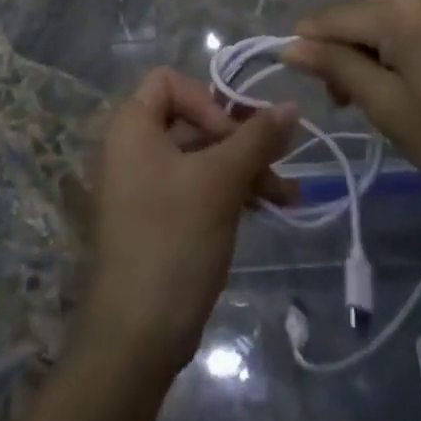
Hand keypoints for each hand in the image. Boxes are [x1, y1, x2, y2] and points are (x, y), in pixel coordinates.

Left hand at [81, 68, 296, 381]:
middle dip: (239, 140)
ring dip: (242, 168)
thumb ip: (256, 138)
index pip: (170, 81)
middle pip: (191, 119)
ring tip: (287, 196)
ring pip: (198, 157)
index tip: (236, 138)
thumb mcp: (220, 182)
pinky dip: (227, 191)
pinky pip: (193, 186)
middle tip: (280, 164)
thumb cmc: (173, 240)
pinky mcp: (154, 218)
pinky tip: (265, 208)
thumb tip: (291, 106)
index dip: (208, 100)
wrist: (135, 338)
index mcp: (130, 126)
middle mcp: (129, 147)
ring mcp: (140, 185)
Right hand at [281, 0, 420, 222]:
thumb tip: (290, 45)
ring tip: (369, 102)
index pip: (334, 17)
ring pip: (381, 24)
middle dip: (340, 53)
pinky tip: (398, 88)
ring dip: (365, 57)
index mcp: (402, 10)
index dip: (309, 46)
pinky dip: (392, 55)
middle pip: (358, 17)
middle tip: (342, 104)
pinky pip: (407, 30)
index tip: (298, 82)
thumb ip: (336, 68)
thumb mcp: (387, 107)